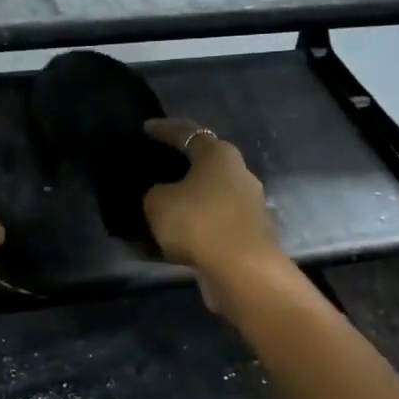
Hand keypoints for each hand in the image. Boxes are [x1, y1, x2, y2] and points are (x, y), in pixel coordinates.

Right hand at [142, 119, 288, 317]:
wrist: (243, 271)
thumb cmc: (198, 222)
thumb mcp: (158, 203)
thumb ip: (156, 193)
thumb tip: (165, 196)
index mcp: (220, 155)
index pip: (189, 133)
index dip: (166, 129)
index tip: (147, 128)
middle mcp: (240, 175)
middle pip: (207, 165)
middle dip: (183, 168)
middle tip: (158, 171)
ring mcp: (250, 206)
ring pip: (211, 198)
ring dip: (189, 204)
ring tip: (163, 213)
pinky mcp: (250, 236)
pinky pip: (215, 226)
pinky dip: (196, 231)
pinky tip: (175, 243)